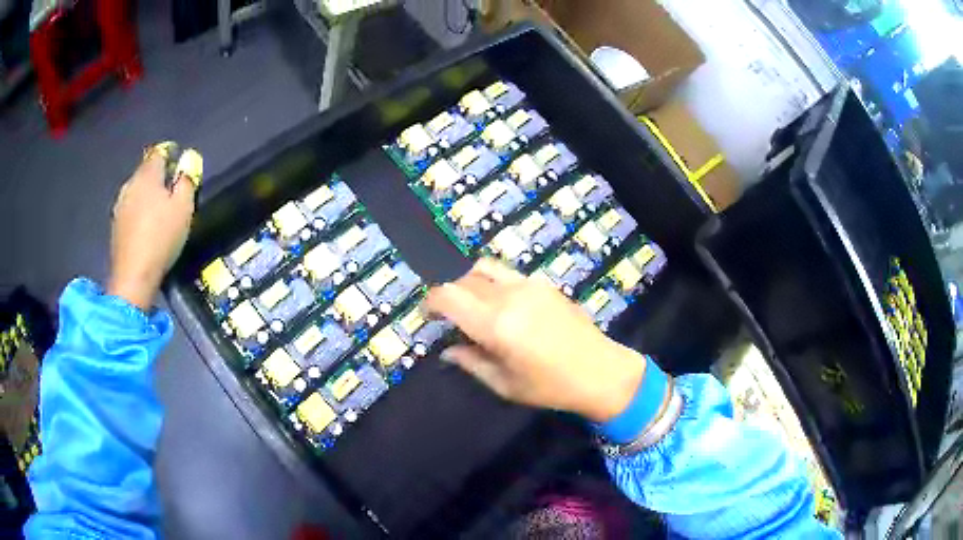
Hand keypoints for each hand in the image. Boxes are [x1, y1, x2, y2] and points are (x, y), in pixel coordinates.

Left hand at [107, 152, 197, 309]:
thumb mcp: (184, 207)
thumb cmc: (161, 238)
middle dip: (159, 176)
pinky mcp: (115, 224)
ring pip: (137, 190)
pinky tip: (146, 227)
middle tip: (173, 192)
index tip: (181, 167)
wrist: (133, 276)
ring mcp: (120, 204)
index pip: (160, 151)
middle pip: (146, 170)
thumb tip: (188, 160)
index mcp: (148, 174)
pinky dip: (139, 211)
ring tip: (159, 212)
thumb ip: (187, 180)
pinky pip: (130, 208)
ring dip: (147, 194)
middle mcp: (131, 183)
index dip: (171, 154)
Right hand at [425, 259, 645, 422]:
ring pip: (485, 268)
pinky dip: (495, 283)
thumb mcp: (505, 384)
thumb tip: (448, 350)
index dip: (431, 302)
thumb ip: (472, 363)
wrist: (600, 371)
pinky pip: (509, 273)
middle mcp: (509, 296)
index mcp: (495, 324)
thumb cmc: (550, 387)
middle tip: (452, 318)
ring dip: (471, 282)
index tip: (428, 315)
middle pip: (464, 280)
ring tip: (476, 306)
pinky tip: (505, 307)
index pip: (448, 296)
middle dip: (451, 295)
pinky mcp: (545, 283)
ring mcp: (529, 285)